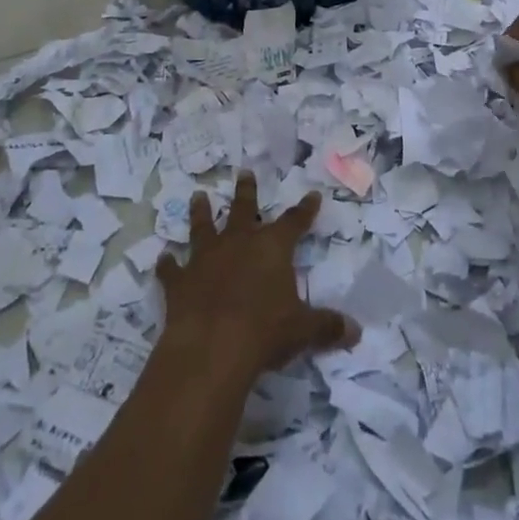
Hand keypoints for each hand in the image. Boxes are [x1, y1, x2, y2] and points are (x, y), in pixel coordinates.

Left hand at [154, 171, 358, 384]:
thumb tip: (356, 332)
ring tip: (198, 196)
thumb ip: (327, 327)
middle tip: (244, 172)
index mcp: (272, 248)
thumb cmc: (265, 331)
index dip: (305, 210)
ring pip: (203, 226)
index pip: (294, 222)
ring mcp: (205, 258)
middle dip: (246, 191)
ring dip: (201, 213)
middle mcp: (238, 242)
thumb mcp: (303, 330)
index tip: (312, 195)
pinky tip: (162, 259)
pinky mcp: (179, 280)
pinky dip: (167, 265)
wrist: (211, 347)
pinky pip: (171, 269)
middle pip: (244, 210)